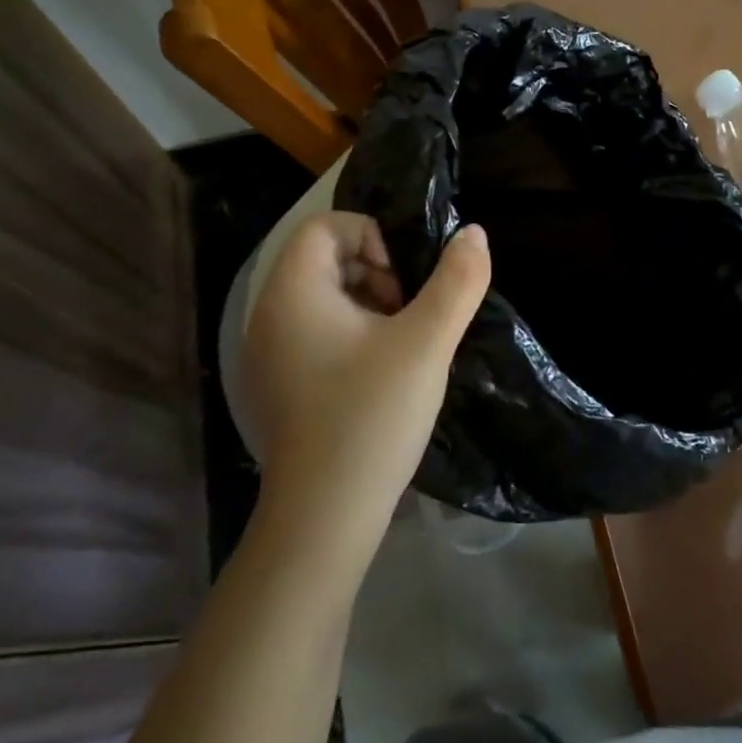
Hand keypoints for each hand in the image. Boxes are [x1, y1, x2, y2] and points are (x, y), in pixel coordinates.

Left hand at [241, 213, 489, 566]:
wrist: (325, 517)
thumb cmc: (372, 416)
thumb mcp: (427, 342)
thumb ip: (457, 281)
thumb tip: (473, 233)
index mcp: (293, 292)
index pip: (325, 225)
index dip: (373, 236)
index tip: (406, 281)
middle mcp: (269, 314)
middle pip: (324, 259)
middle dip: (377, 272)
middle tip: (410, 313)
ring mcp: (268, 353)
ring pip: (324, 298)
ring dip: (369, 304)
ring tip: (403, 345)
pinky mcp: (278, 384)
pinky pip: (316, 333)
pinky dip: (353, 335)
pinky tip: (382, 374)